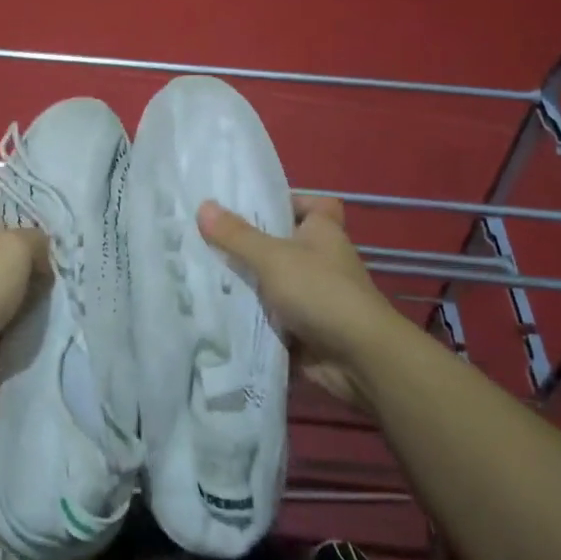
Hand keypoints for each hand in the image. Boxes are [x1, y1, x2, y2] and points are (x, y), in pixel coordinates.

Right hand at [198, 194, 396, 410]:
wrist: (358, 357)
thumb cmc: (320, 291)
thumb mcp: (272, 257)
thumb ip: (237, 235)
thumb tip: (203, 206)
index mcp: (323, 231)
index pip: (310, 204)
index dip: (285, 202)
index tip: (250, 208)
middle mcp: (322, 259)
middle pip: (283, 244)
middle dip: (249, 245)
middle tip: (206, 240)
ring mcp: (315, 295)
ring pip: (274, 282)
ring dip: (247, 284)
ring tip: (202, 274)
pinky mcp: (307, 327)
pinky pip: (273, 316)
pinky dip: (252, 317)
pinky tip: (218, 312)